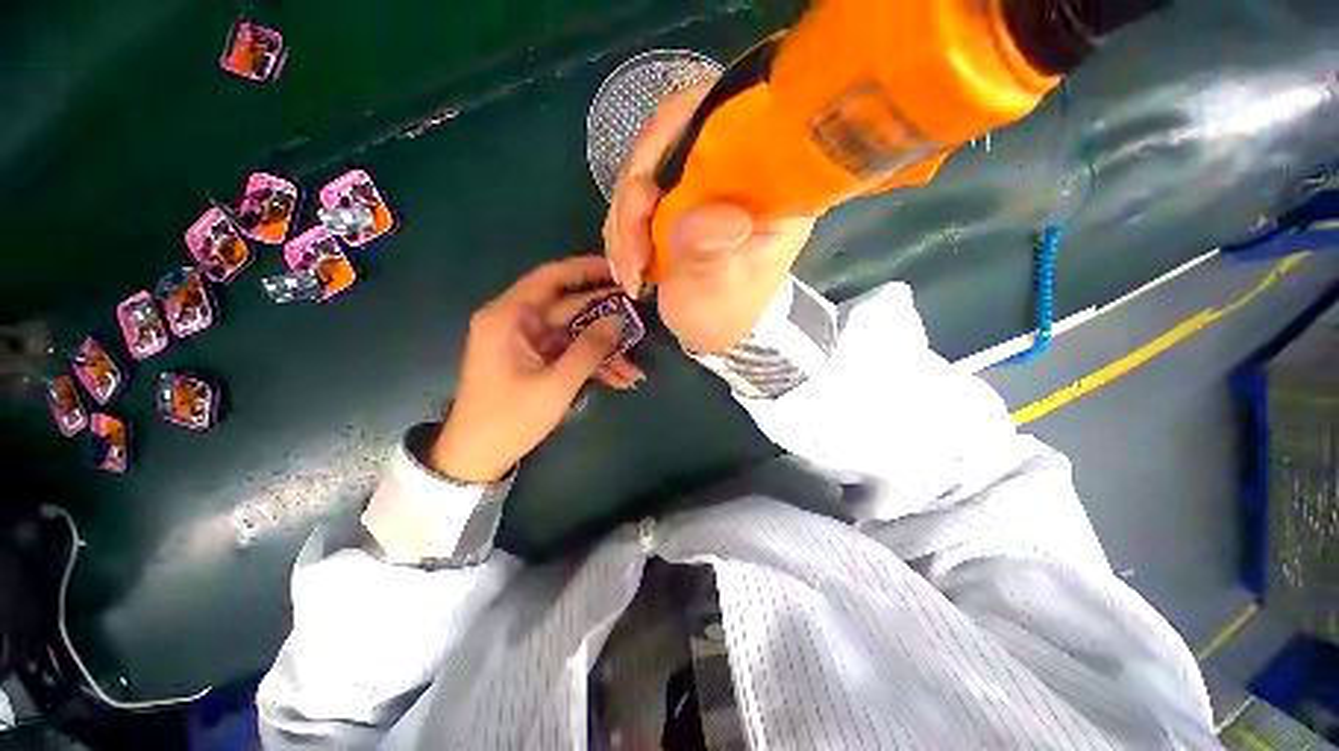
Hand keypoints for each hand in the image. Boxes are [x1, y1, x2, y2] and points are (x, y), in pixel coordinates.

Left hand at [430, 256, 642, 482]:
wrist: (477, 456)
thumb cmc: (511, 418)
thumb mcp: (556, 384)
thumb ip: (589, 349)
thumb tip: (618, 320)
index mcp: (509, 316)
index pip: (551, 277)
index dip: (586, 270)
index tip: (619, 271)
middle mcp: (516, 321)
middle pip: (567, 306)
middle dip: (604, 316)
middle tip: (638, 314)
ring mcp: (526, 341)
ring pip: (573, 333)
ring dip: (602, 348)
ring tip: (633, 366)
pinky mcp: (534, 359)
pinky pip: (567, 352)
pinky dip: (590, 363)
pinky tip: (617, 379)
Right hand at [604, 81, 815, 353]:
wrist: (712, 330)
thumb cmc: (723, 312)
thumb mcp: (717, 290)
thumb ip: (710, 252)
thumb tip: (711, 213)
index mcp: (772, 185)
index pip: (730, 116)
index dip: (676, 132)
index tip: (644, 190)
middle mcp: (740, 169)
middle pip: (674, 135)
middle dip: (636, 194)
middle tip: (630, 252)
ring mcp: (706, 181)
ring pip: (647, 165)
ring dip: (625, 219)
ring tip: (629, 270)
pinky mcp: (682, 196)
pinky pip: (638, 192)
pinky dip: (624, 227)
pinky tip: (627, 262)